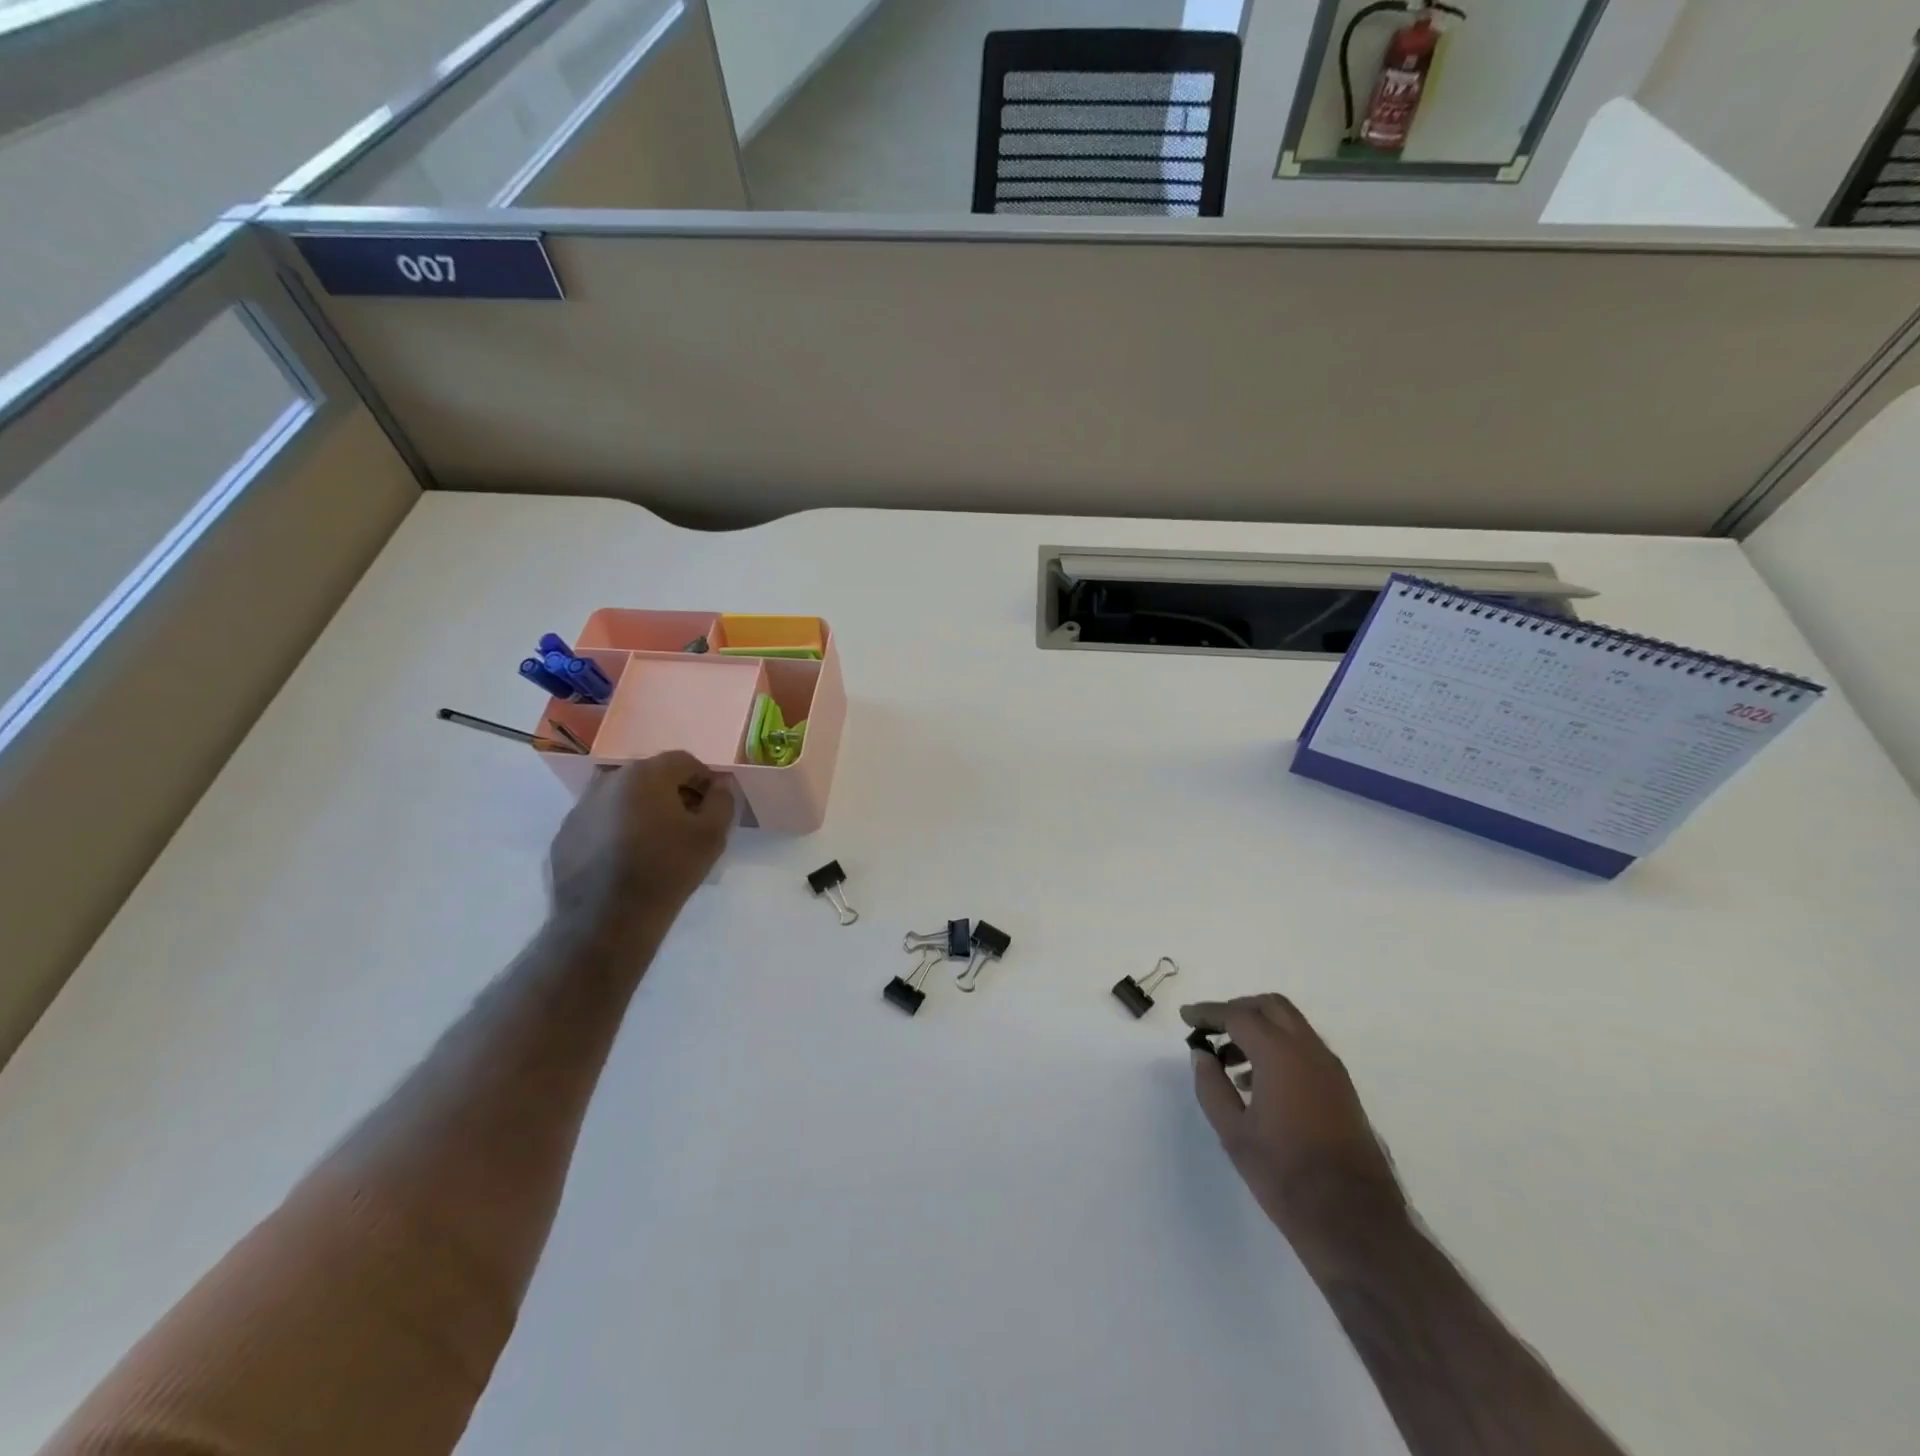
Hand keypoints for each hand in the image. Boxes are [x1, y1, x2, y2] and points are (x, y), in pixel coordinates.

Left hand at [548, 751, 733, 930]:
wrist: (608, 919)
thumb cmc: (667, 871)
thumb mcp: (712, 836)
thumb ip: (722, 801)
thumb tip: (720, 785)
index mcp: (645, 775)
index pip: (683, 761)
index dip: (703, 779)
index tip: (712, 805)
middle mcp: (609, 780)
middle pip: (650, 775)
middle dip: (673, 792)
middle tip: (687, 822)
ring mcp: (581, 807)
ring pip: (622, 797)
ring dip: (642, 808)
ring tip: (655, 841)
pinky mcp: (565, 834)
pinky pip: (600, 820)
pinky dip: (616, 828)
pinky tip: (626, 857)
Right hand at [1182, 995, 1405, 1255]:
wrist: (1355, 1224)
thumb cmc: (1285, 1176)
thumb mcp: (1234, 1133)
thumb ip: (1212, 1087)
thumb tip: (1202, 1055)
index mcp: (1280, 1055)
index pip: (1238, 1015)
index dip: (1209, 1012)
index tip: (1186, 1016)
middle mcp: (1310, 1051)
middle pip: (1270, 1007)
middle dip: (1237, 1010)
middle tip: (1211, 1028)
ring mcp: (1331, 1070)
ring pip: (1291, 1026)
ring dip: (1259, 1029)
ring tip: (1229, 1060)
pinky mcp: (1342, 1090)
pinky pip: (1305, 1049)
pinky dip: (1279, 1048)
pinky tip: (1258, 1082)